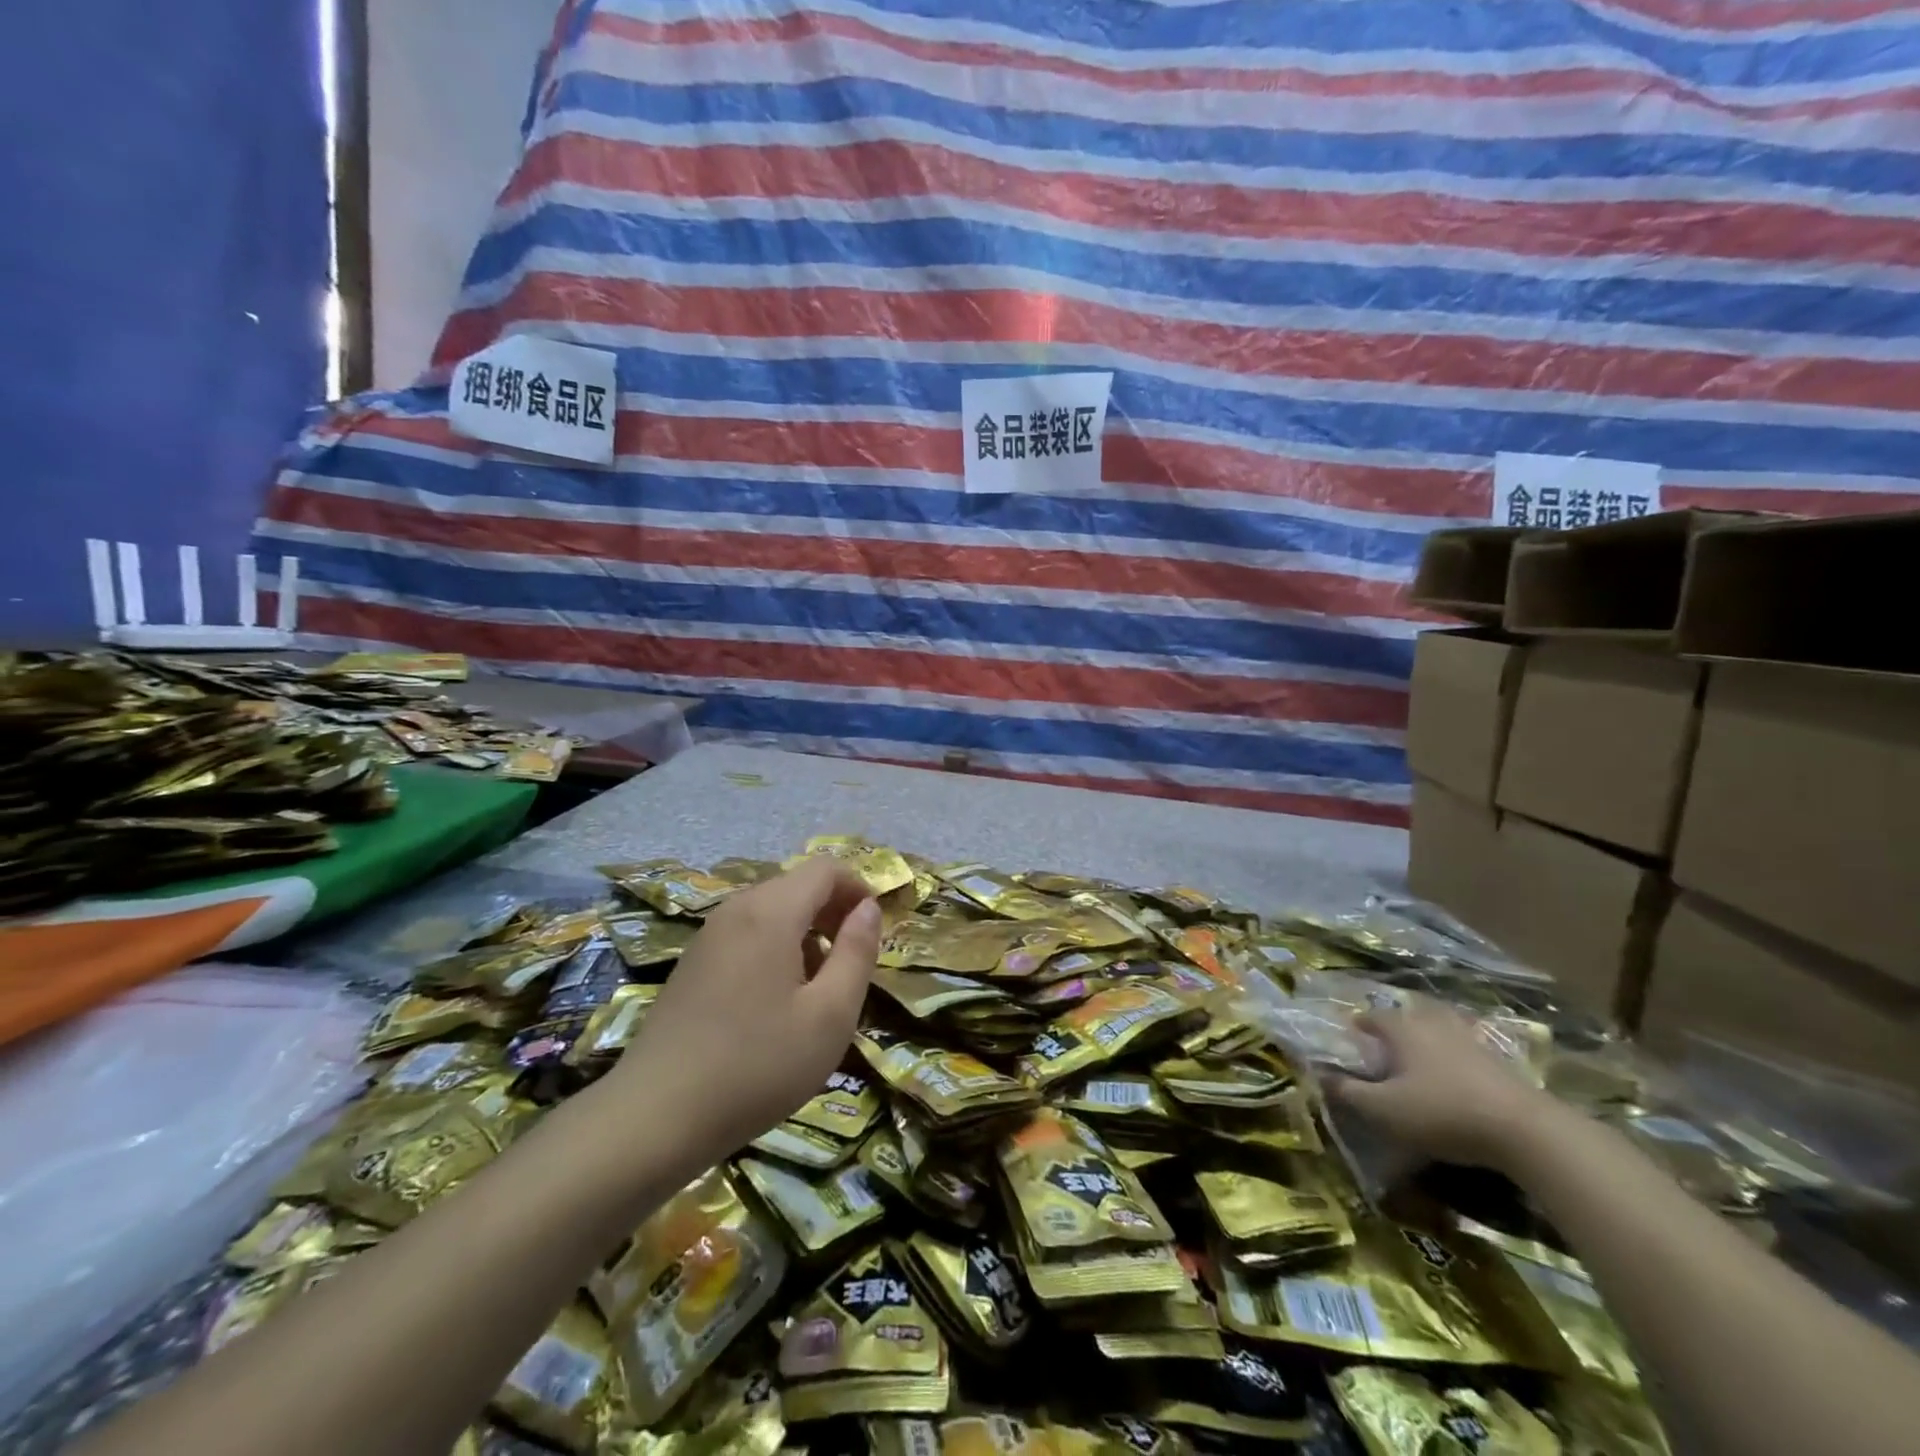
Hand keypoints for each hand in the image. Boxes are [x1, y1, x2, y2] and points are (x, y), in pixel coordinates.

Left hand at [609, 858, 880, 1164]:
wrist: (655, 1117)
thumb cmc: (757, 1065)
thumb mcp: (830, 1015)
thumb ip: (856, 953)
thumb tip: (869, 908)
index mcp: (771, 912)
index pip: (825, 868)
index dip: (858, 888)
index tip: (873, 931)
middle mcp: (737, 909)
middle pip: (797, 885)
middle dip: (833, 911)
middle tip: (850, 963)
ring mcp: (709, 935)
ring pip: (772, 910)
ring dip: (805, 932)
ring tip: (816, 987)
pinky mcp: (693, 962)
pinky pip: (747, 932)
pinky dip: (775, 947)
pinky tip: (775, 1001)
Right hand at [1323, 1002, 1561, 1172]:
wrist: (1526, 1131)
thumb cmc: (1442, 1113)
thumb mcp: (1384, 1109)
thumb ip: (1348, 1092)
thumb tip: (1320, 1076)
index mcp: (1401, 1028)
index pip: (1370, 1016)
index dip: (1356, 1027)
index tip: (1349, 1041)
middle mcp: (1433, 1023)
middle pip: (1407, 1017)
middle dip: (1393, 1029)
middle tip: (1384, 1051)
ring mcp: (1470, 1039)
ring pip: (1439, 1030)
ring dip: (1427, 1041)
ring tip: (1419, 1063)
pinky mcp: (1499, 1062)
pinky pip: (1466, 1050)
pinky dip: (1455, 1059)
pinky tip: (1455, 1081)